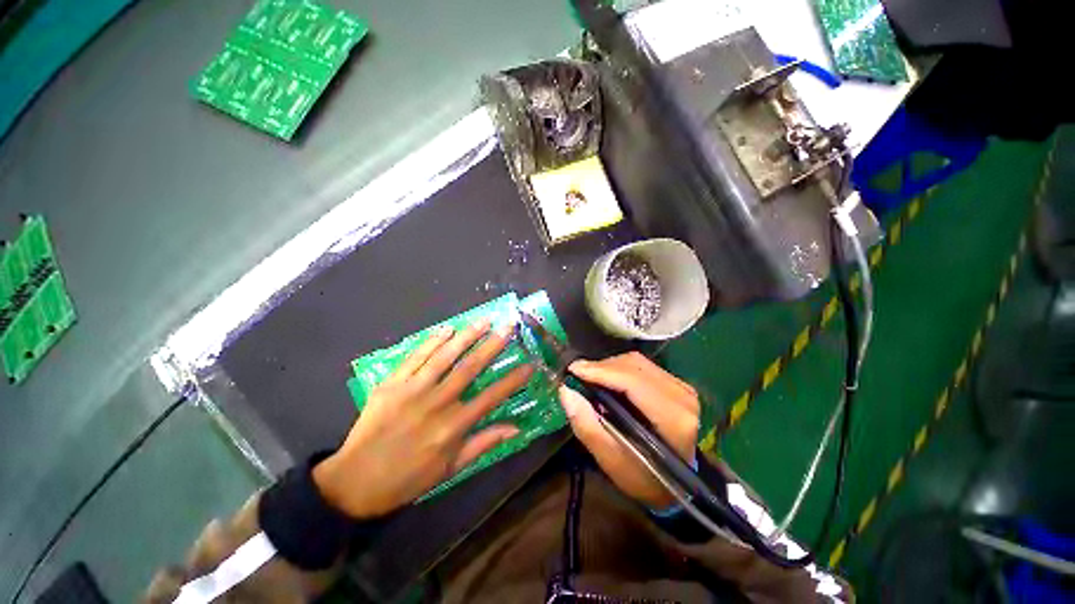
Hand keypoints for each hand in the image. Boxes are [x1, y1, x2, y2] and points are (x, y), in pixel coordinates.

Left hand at [313, 319, 532, 517]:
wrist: (355, 481)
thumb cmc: (409, 478)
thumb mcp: (451, 468)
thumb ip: (483, 443)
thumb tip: (515, 428)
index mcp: (454, 426)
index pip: (492, 396)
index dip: (513, 379)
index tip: (530, 363)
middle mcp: (437, 403)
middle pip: (471, 367)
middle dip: (493, 344)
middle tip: (509, 326)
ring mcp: (412, 389)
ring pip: (445, 355)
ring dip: (467, 335)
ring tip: (484, 320)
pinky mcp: (392, 383)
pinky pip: (415, 356)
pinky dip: (432, 340)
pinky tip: (447, 329)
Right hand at [559, 352, 699, 509]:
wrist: (678, 484)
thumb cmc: (644, 478)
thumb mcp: (611, 460)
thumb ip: (587, 426)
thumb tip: (566, 391)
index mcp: (672, 418)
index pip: (631, 381)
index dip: (600, 371)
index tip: (573, 370)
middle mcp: (682, 396)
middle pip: (634, 366)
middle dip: (601, 367)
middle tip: (577, 374)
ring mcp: (682, 387)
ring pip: (637, 362)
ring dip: (609, 366)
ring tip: (589, 377)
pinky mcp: (678, 384)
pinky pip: (643, 366)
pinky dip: (620, 369)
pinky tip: (607, 379)